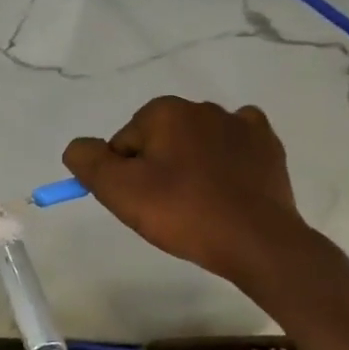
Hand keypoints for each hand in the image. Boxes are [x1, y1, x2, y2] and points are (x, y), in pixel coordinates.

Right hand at [63, 97, 309, 286]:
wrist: (257, 242)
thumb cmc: (182, 212)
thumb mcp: (117, 190)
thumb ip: (86, 160)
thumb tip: (80, 147)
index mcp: (164, 112)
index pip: (123, 143)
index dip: (124, 174)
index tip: (139, 202)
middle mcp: (202, 108)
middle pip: (158, 140)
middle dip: (156, 167)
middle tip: (165, 207)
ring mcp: (241, 124)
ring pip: (194, 141)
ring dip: (189, 164)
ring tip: (197, 203)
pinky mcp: (268, 146)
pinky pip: (234, 143)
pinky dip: (226, 158)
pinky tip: (226, 183)